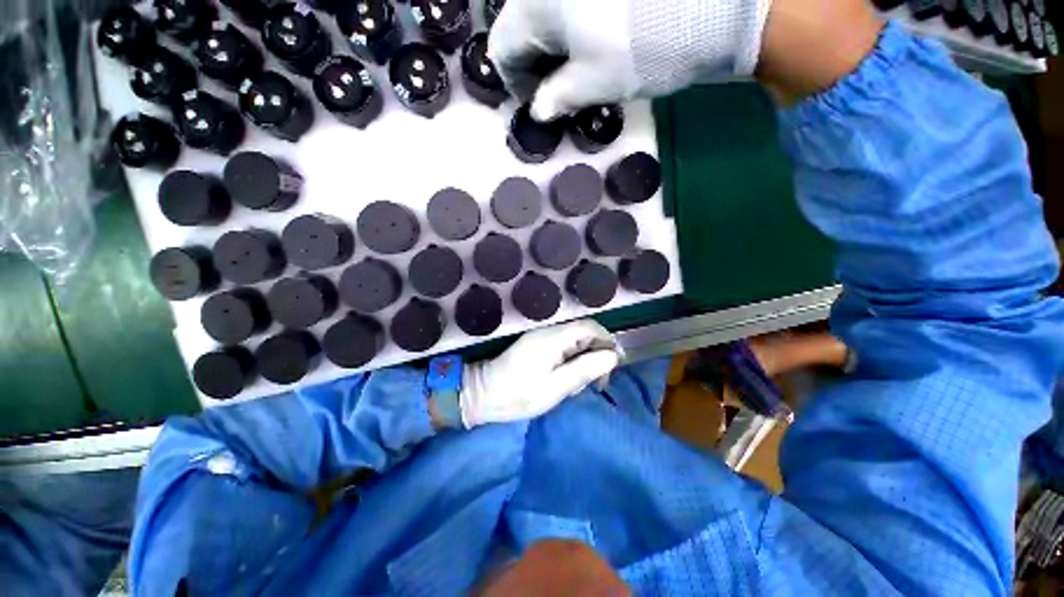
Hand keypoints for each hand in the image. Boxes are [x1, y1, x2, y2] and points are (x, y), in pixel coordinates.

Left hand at [459, 320, 621, 427]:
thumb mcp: (555, 388)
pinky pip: (564, 349)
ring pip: (576, 343)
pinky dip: (571, 364)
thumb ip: (584, 370)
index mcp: (553, 338)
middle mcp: (549, 332)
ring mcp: (542, 338)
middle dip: (595, 356)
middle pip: (584, 334)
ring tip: (575, 388)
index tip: (612, 366)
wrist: (483, 394)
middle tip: (594, 383)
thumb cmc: (518, 395)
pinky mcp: (538, 346)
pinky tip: (564, 383)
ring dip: (583, 363)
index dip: (606, 341)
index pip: (589, 327)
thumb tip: (612, 356)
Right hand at [488, 0, 772, 120]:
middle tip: (560, 89)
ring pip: (545, 13)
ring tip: (580, 68)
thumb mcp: (592, 85)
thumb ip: (556, 99)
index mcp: (534, 4)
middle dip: (536, 63)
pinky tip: (593, 42)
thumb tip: (539, 110)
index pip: (502, 49)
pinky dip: (572, 27)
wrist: (710, 3)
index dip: (517, 83)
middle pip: (521, 27)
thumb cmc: (641, 48)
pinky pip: (569, 4)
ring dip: (555, 45)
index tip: (540, 103)